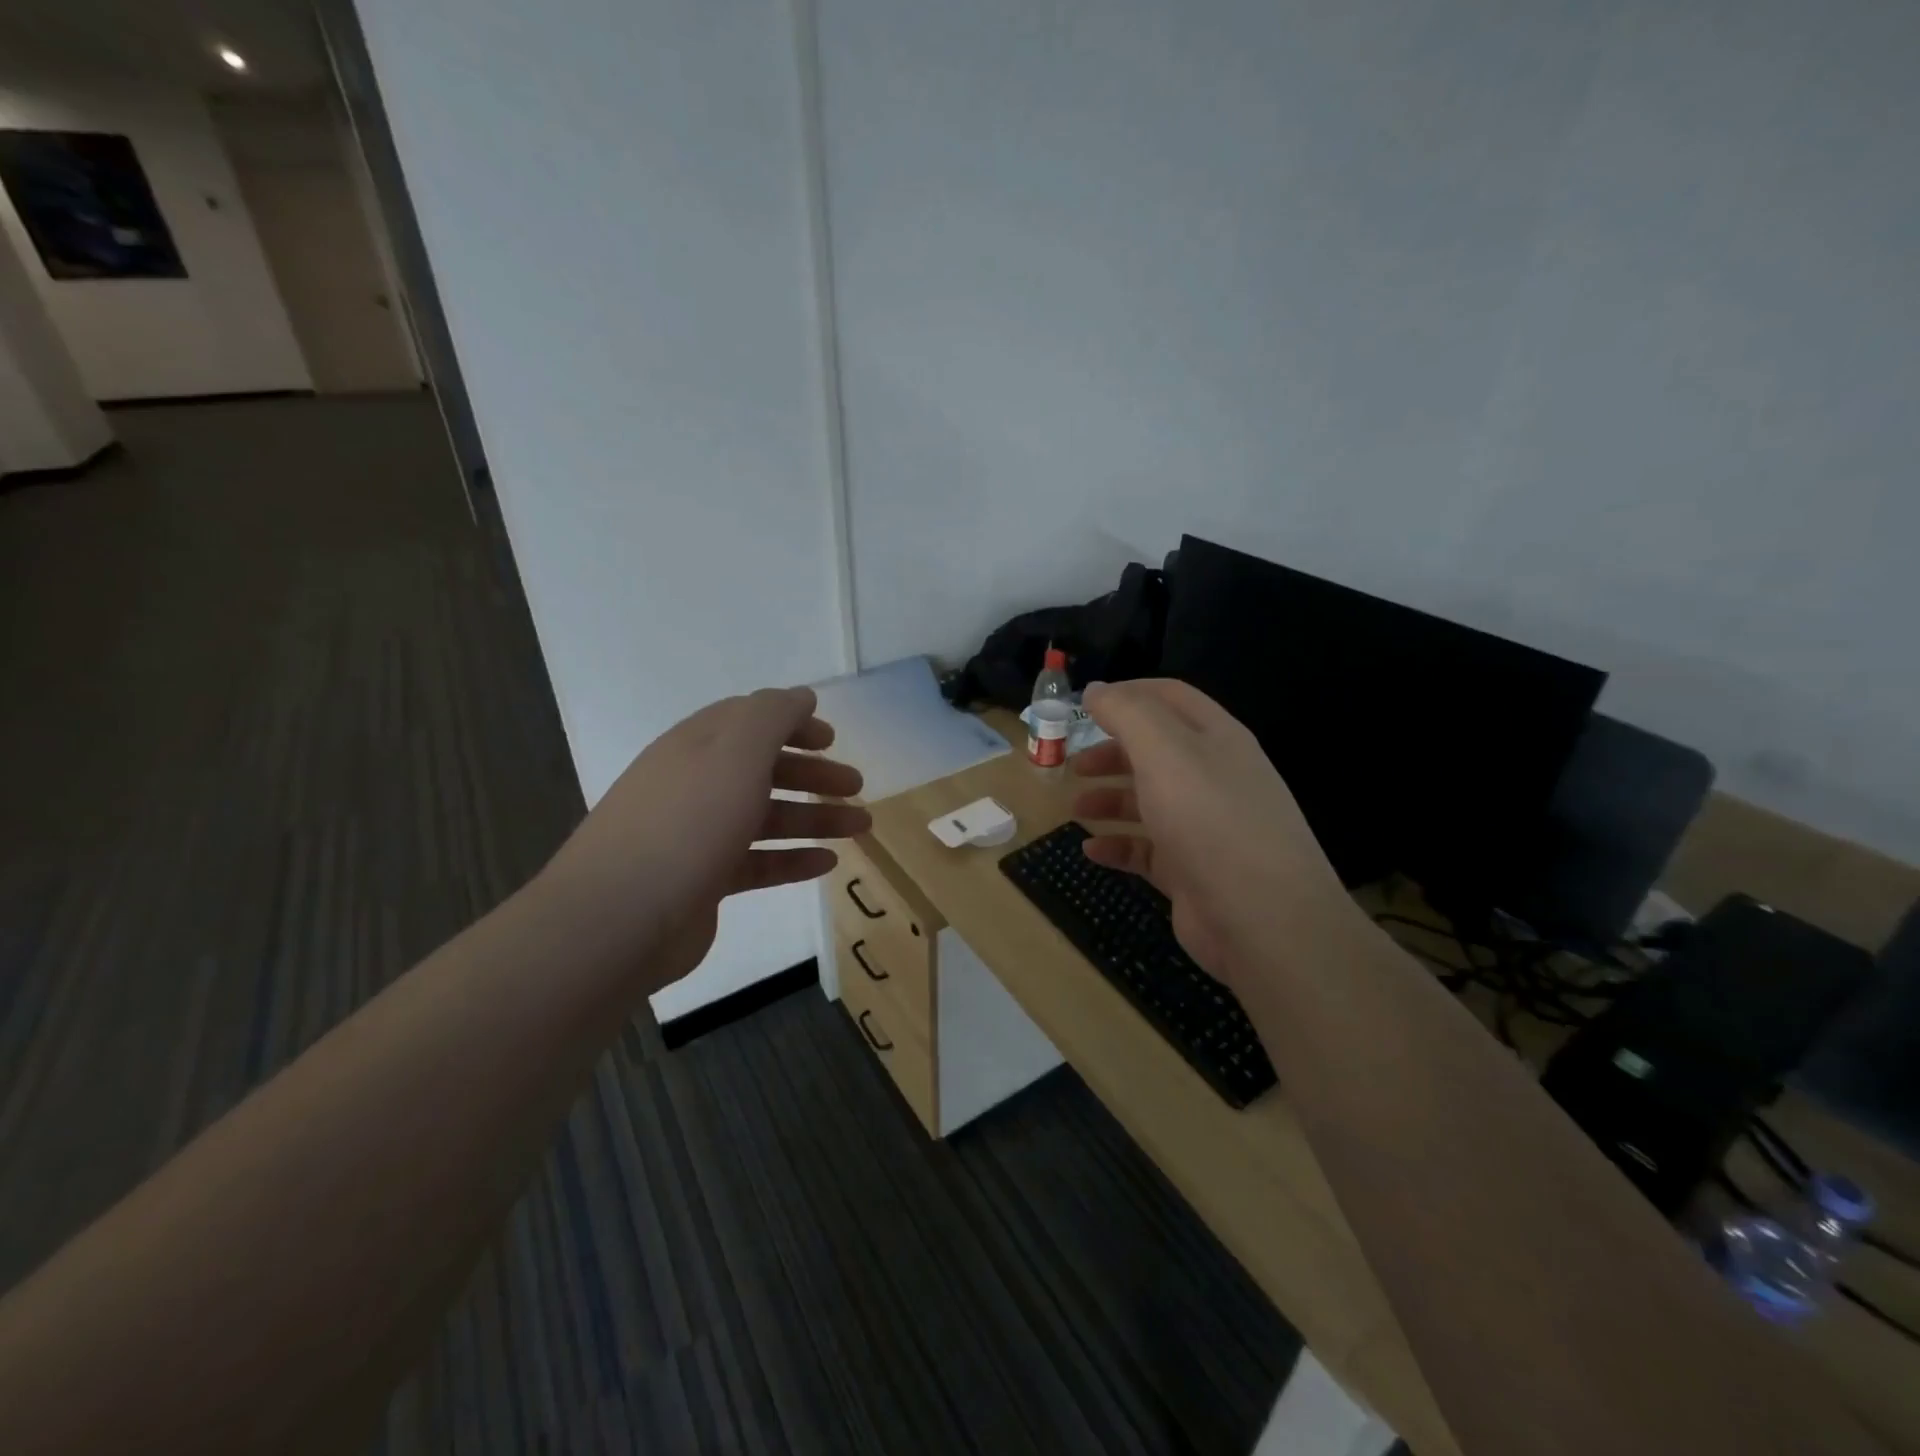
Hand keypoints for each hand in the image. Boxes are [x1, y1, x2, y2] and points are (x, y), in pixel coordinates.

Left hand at [537, 686, 870, 990]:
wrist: (619, 917)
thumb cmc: (687, 822)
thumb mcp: (736, 752)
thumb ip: (772, 716)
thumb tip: (801, 696)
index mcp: (697, 746)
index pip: (749, 721)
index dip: (792, 724)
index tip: (831, 738)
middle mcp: (696, 784)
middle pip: (764, 770)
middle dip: (813, 773)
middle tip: (856, 785)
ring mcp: (698, 835)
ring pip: (767, 817)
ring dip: (815, 817)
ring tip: (861, 826)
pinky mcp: (704, 881)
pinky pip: (758, 862)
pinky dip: (793, 858)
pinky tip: (828, 863)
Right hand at [1070, 679, 1357, 992]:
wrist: (1263, 919)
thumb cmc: (1209, 820)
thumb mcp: (1164, 752)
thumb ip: (1128, 714)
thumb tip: (1098, 689)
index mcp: (1215, 739)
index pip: (1169, 698)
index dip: (1127, 694)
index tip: (1084, 704)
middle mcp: (1212, 777)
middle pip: (1155, 751)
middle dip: (1111, 752)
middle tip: (1072, 764)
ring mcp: (1204, 827)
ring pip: (1149, 801)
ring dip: (1109, 799)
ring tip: (1075, 809)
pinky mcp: (1192, 872)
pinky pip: (1147, 850)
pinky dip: (1118, 846)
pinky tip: (1091, 851)